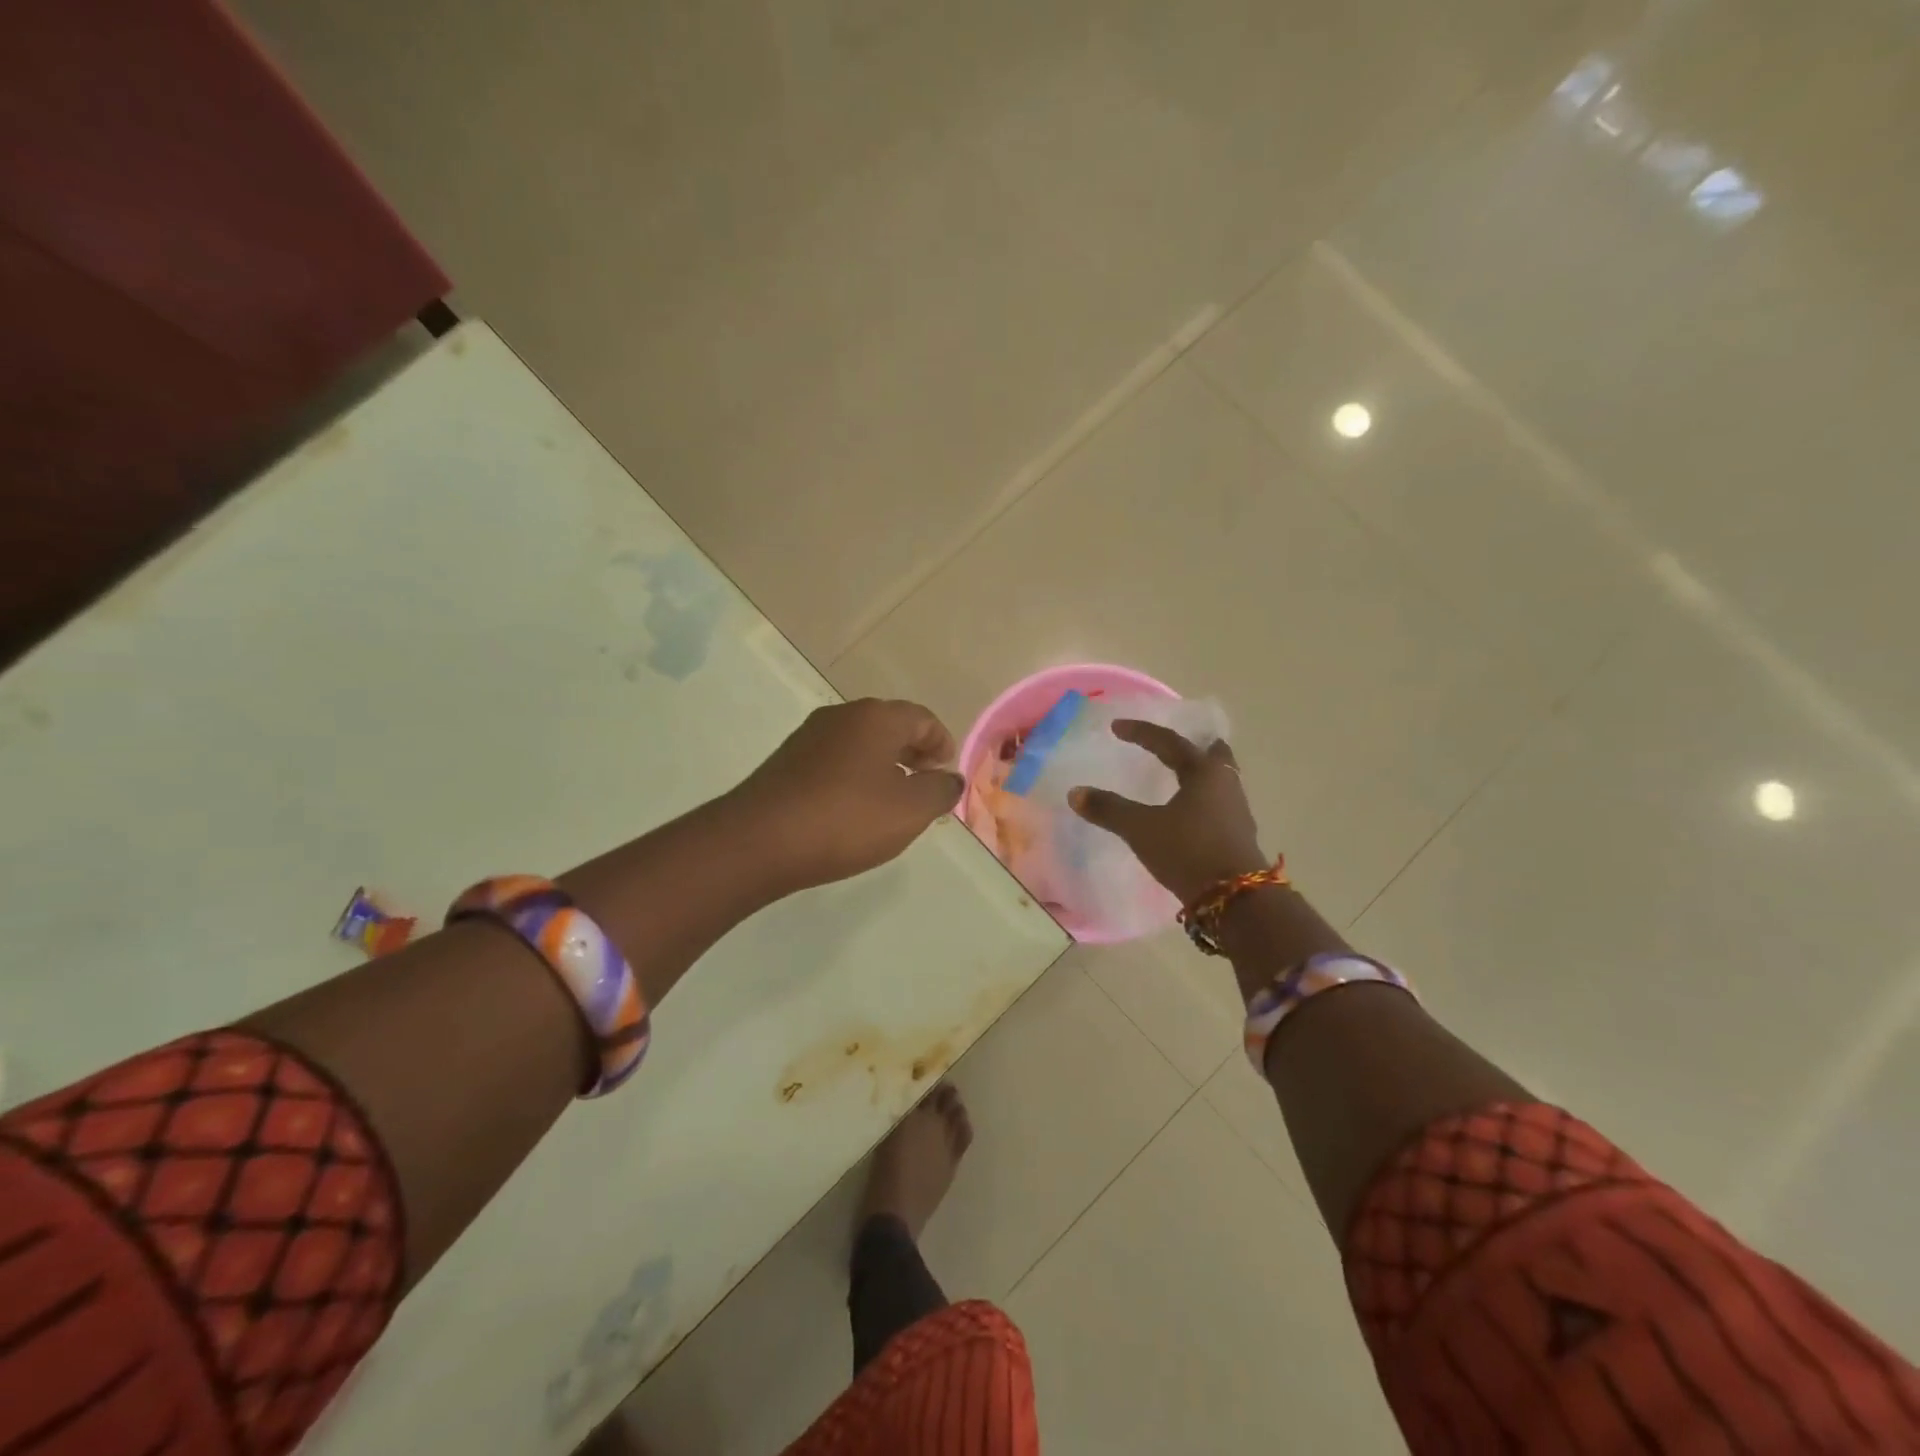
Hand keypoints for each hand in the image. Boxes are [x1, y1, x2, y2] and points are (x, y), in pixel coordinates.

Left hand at [734, 698, 965, 890]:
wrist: (759, 841)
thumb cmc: (846, 819)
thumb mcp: (910, 810)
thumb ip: (940, 790)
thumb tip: (950, 778)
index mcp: (876, 717)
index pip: (923, 718)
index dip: (942, 743)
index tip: (946, 774)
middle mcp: (841, 716)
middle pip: (890, 726)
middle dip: (914, 753)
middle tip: (925, 787)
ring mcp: (809, 737)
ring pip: (861, 744)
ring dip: (884, 766)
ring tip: (892, 802)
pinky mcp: (787, 762)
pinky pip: (835, 761)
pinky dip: (855, 777)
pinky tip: (853, 810)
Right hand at [1068, 720, 1268, 904]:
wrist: (1236, 898)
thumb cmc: (1188, 851)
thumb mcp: (1141, 829)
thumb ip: (1109, 809)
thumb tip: (1076, 793)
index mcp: (1204, 772)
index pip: (1170, 742)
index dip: (1142, 733)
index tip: (1116, 727)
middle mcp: (1225, 784)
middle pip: (1212, 754)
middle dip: (1193, 746)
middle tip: (1172, 745)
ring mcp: (1237, 811)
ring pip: (1219, 779)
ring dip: (1199, 773)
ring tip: (1178, 777)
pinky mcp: (1238, 835)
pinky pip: (1219, 803)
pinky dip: (1203, 798)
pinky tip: (1189, 812)